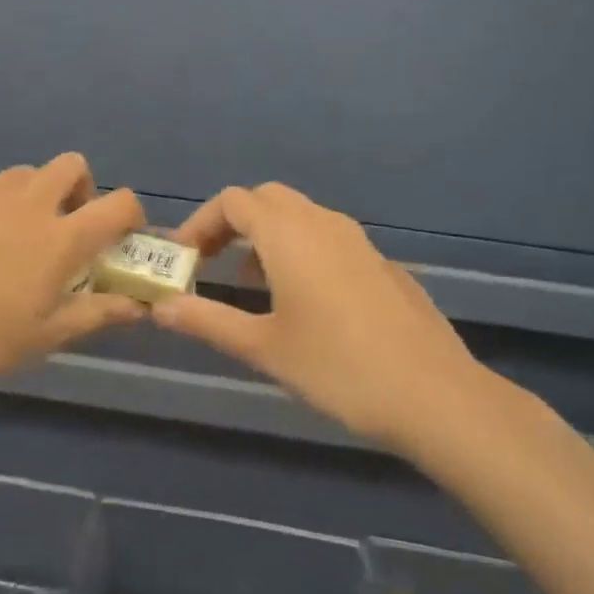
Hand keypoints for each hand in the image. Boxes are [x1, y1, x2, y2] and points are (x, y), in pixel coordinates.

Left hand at [0, 154, 148, 391]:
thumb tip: (137, 305)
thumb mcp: (45, 336)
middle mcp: (28, 202)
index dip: (130, 214)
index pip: (119, 204)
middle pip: (71, 166)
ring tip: (4, 236)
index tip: (120, 234)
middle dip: (78, 187)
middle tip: (62, 223)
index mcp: (61, 237)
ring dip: (27, 197)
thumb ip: (97, 313)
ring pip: (20, 176)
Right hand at [154, 183, 484, 449]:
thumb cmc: (337, 366)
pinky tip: (304, 302)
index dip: (200, 223)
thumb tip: (159, 308)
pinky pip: (327, 238)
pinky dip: (300, 250)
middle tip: (212, 263)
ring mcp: (357, 239)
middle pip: (265, 199)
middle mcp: (322, 222)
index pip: (232, 202)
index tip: (184, 259)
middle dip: (232, 223)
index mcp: (288, 233)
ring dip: (266, 237)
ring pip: (299, 216)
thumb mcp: (263, 347)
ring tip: (251, 286)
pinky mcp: (380, 262)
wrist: (434, 394)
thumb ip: (207, 320)